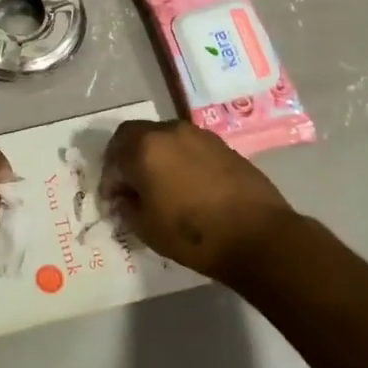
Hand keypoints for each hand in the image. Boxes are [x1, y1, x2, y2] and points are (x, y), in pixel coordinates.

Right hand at [99, 119, 293, 281]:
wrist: (259, 236)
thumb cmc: (194, 234)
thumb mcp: (147, 228)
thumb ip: (126, 207)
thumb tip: (122, 197)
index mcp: (144, 147)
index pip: (113, 155)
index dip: (109, 179)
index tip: (113, 200)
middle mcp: (168, 131)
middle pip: (135, 135)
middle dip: (126, 158)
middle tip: (130, 186)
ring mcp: (198, 134)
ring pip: (163, 137)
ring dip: (154, 155)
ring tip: (160, 185)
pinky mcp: (221, 144)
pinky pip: (187, 145)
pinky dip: (178, 158)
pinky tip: (187, 185)